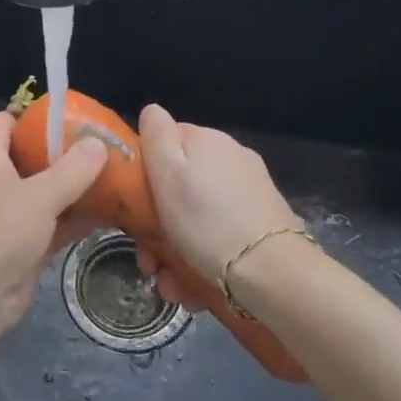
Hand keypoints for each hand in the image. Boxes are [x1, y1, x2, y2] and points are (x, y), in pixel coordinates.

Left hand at [0, 112, 106, 346]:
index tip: (70, 117)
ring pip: (46, 193)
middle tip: (106, 147)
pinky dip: (77, 218)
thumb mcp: (38, 195)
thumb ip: (71, 170)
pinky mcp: (23, 246)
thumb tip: (97, 144)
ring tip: (119, 176)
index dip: (32, 117)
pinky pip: (54, 224)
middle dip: (66, 154)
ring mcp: (8, 217)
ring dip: (77, 188)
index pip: (2, 123)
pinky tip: (113, 212)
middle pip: (31, 158)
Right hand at [137, 104, 303, 303]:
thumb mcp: (167, 174)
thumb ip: (157, 137)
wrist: (269, 272)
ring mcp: (250, 194)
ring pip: (196, 219)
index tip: (131, 208)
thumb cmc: (205, 221)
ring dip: (175, 254)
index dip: (143, 173)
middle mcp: (232, 160)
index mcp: (207, 142)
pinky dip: (201, 262)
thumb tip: (152, 110)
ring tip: (170, 286)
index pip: (165, 142)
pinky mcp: (261, 226)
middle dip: (156, 227)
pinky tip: (193, 290)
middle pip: (179, 188)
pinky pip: (218, 239)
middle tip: (147, 261)